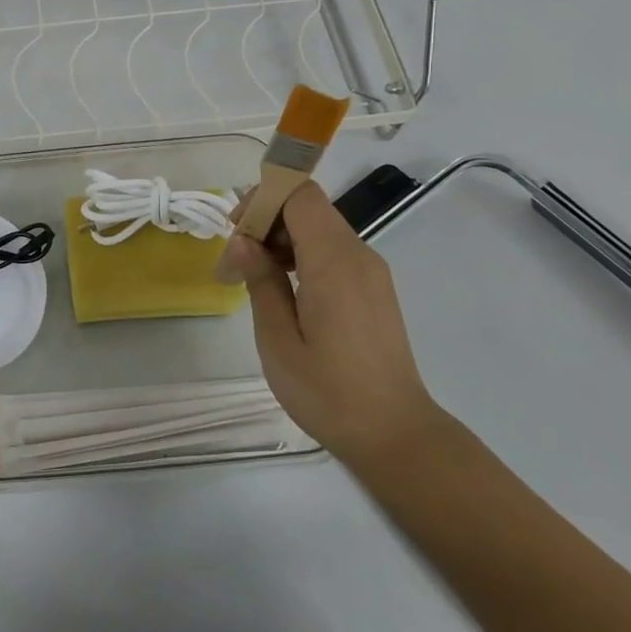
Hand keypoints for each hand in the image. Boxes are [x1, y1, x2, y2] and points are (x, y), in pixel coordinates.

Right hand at [219, 182, 438, 464]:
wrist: (396, 435)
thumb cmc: (329, 392)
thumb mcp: (278, 340)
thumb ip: (261, 281)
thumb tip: (244, 241)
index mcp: (335, 262)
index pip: (299, 195)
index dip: (262, 200)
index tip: (234, 234)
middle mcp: (358, 255)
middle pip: (308, 208)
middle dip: (265, 221)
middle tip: (235, 263)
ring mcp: (371, 271)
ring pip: (319, 228)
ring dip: (281, 240)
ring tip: (252, 278)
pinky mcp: (373, 288)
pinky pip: (332, 251)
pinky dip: (301, 256)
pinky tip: (283, 291)